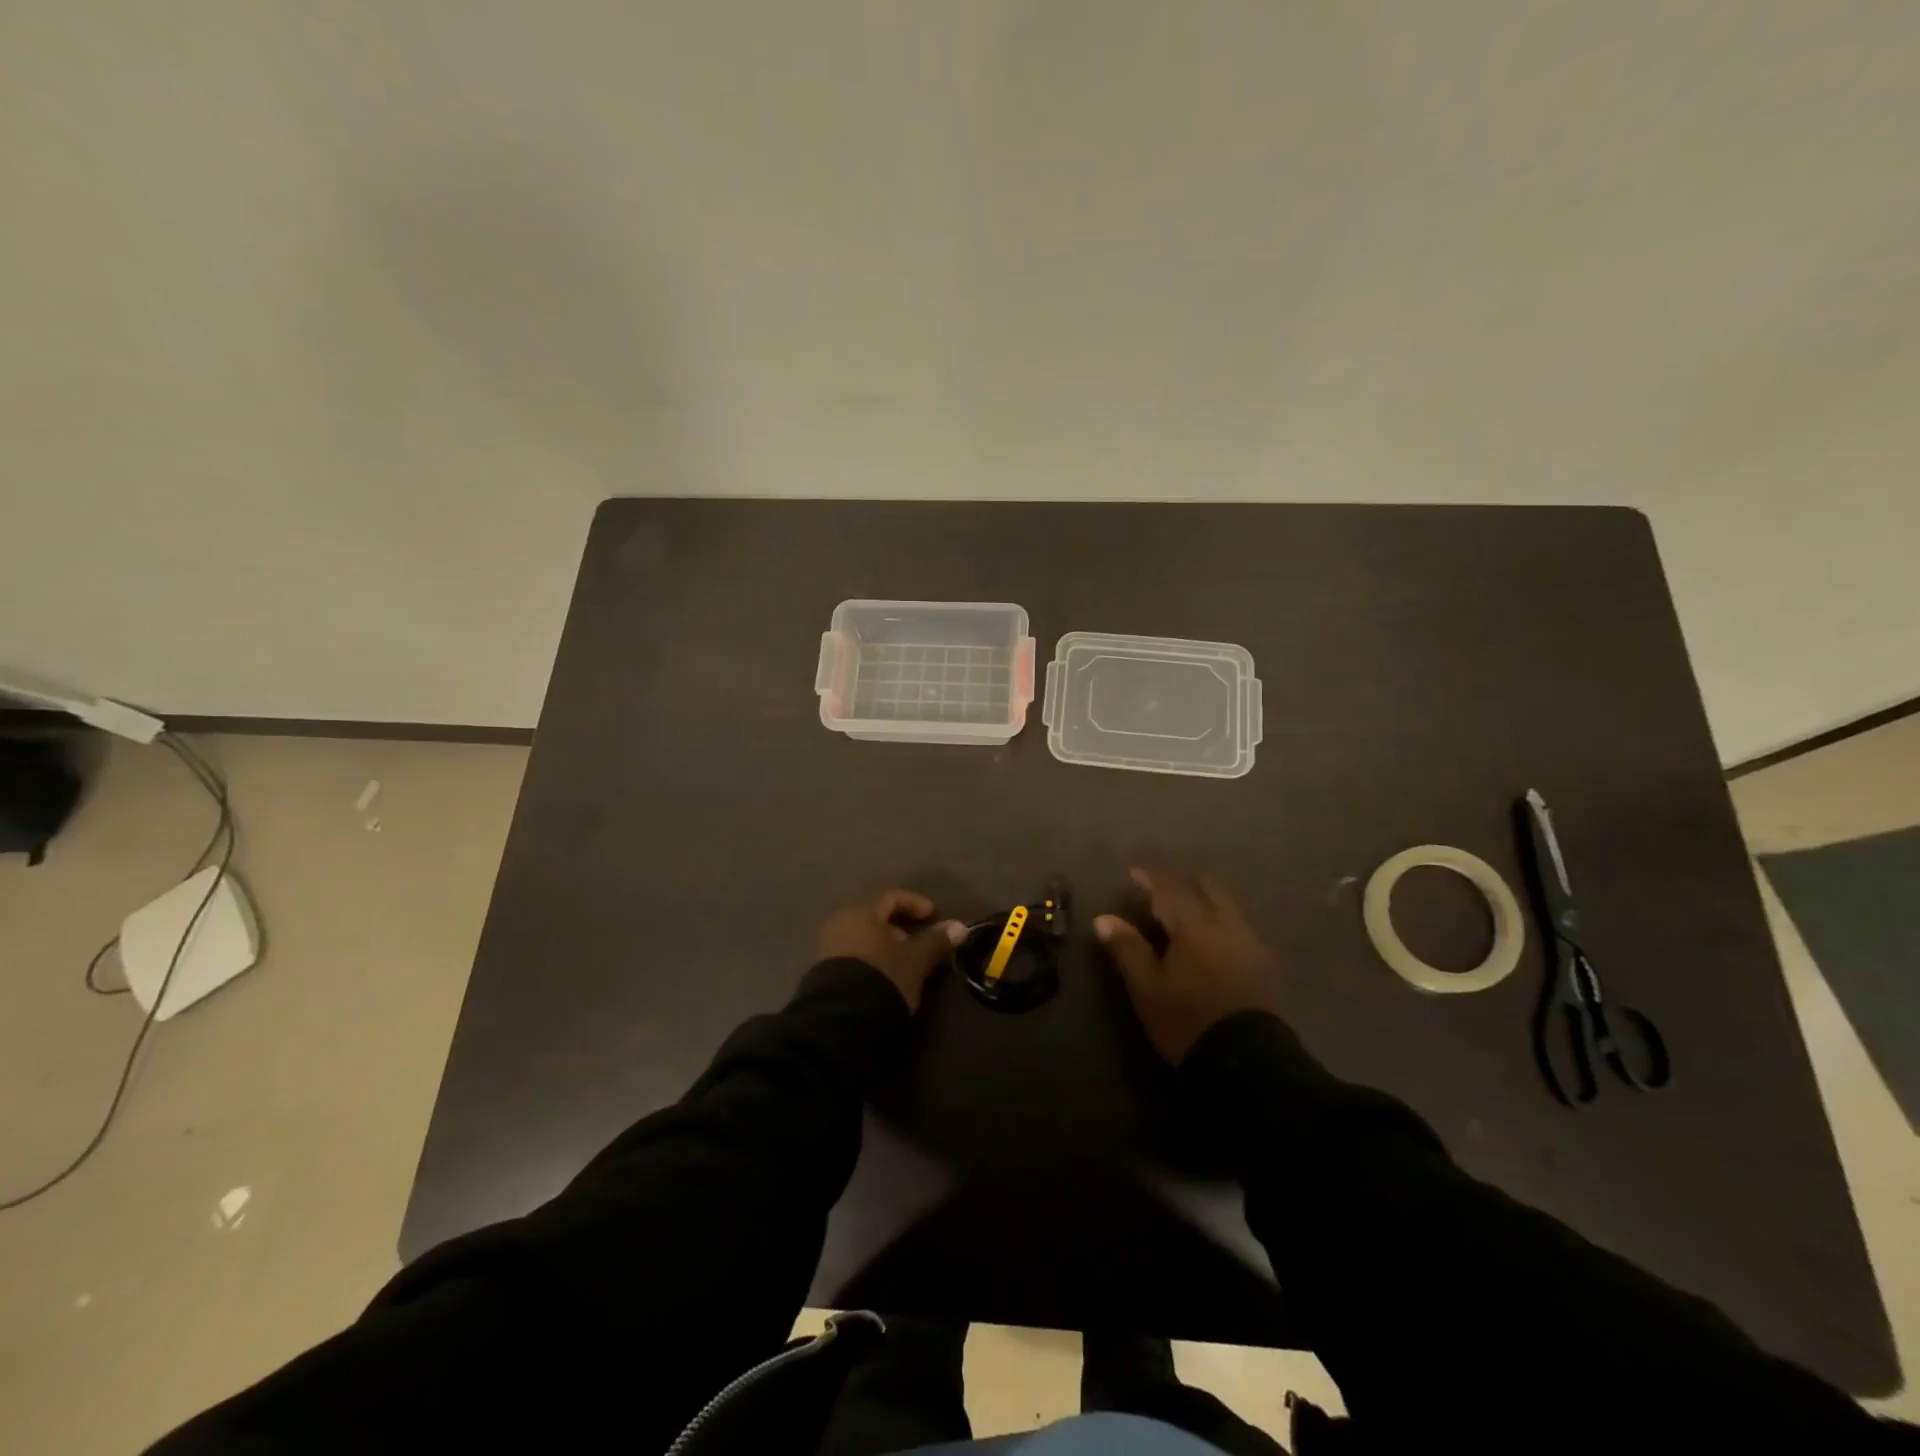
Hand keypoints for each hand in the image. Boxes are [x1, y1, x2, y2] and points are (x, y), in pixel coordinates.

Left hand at [816, 890, 964, 1011]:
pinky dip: (870, 961)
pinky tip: (881, 980)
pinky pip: (852, 956)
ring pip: (863, 939)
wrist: (840, 1019)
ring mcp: (827, 948)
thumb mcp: (915, 961)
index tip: (932, 916)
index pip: (892, 898)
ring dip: (885, 948)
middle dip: (899, 930)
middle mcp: (840, 923)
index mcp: (861, 913)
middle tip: (917, 947)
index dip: (915, 904)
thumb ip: (936, 941)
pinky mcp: (822, 972)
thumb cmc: (883, 978)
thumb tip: (960, 926)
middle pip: (875, 918)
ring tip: (902, 967)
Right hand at [1094, 869, 1278, 1064]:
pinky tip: (1211, 941)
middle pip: (1207, 889)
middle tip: (1162, 893)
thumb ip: (1127, 948)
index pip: (1170, 890)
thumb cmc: (1187, 1021)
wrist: (1247, 1063)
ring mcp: (1251, 944)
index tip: (1134, 874)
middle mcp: (1227, 925)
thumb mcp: (1147, 988)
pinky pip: (1239, 927)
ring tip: (1185, 916)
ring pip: (1227, 907)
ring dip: (1205, 902)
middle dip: (1184, 885)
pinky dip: (1220, 921)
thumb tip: (1103, 918)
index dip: (1151, 879)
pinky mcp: (1265, 965)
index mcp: (1195, 926)